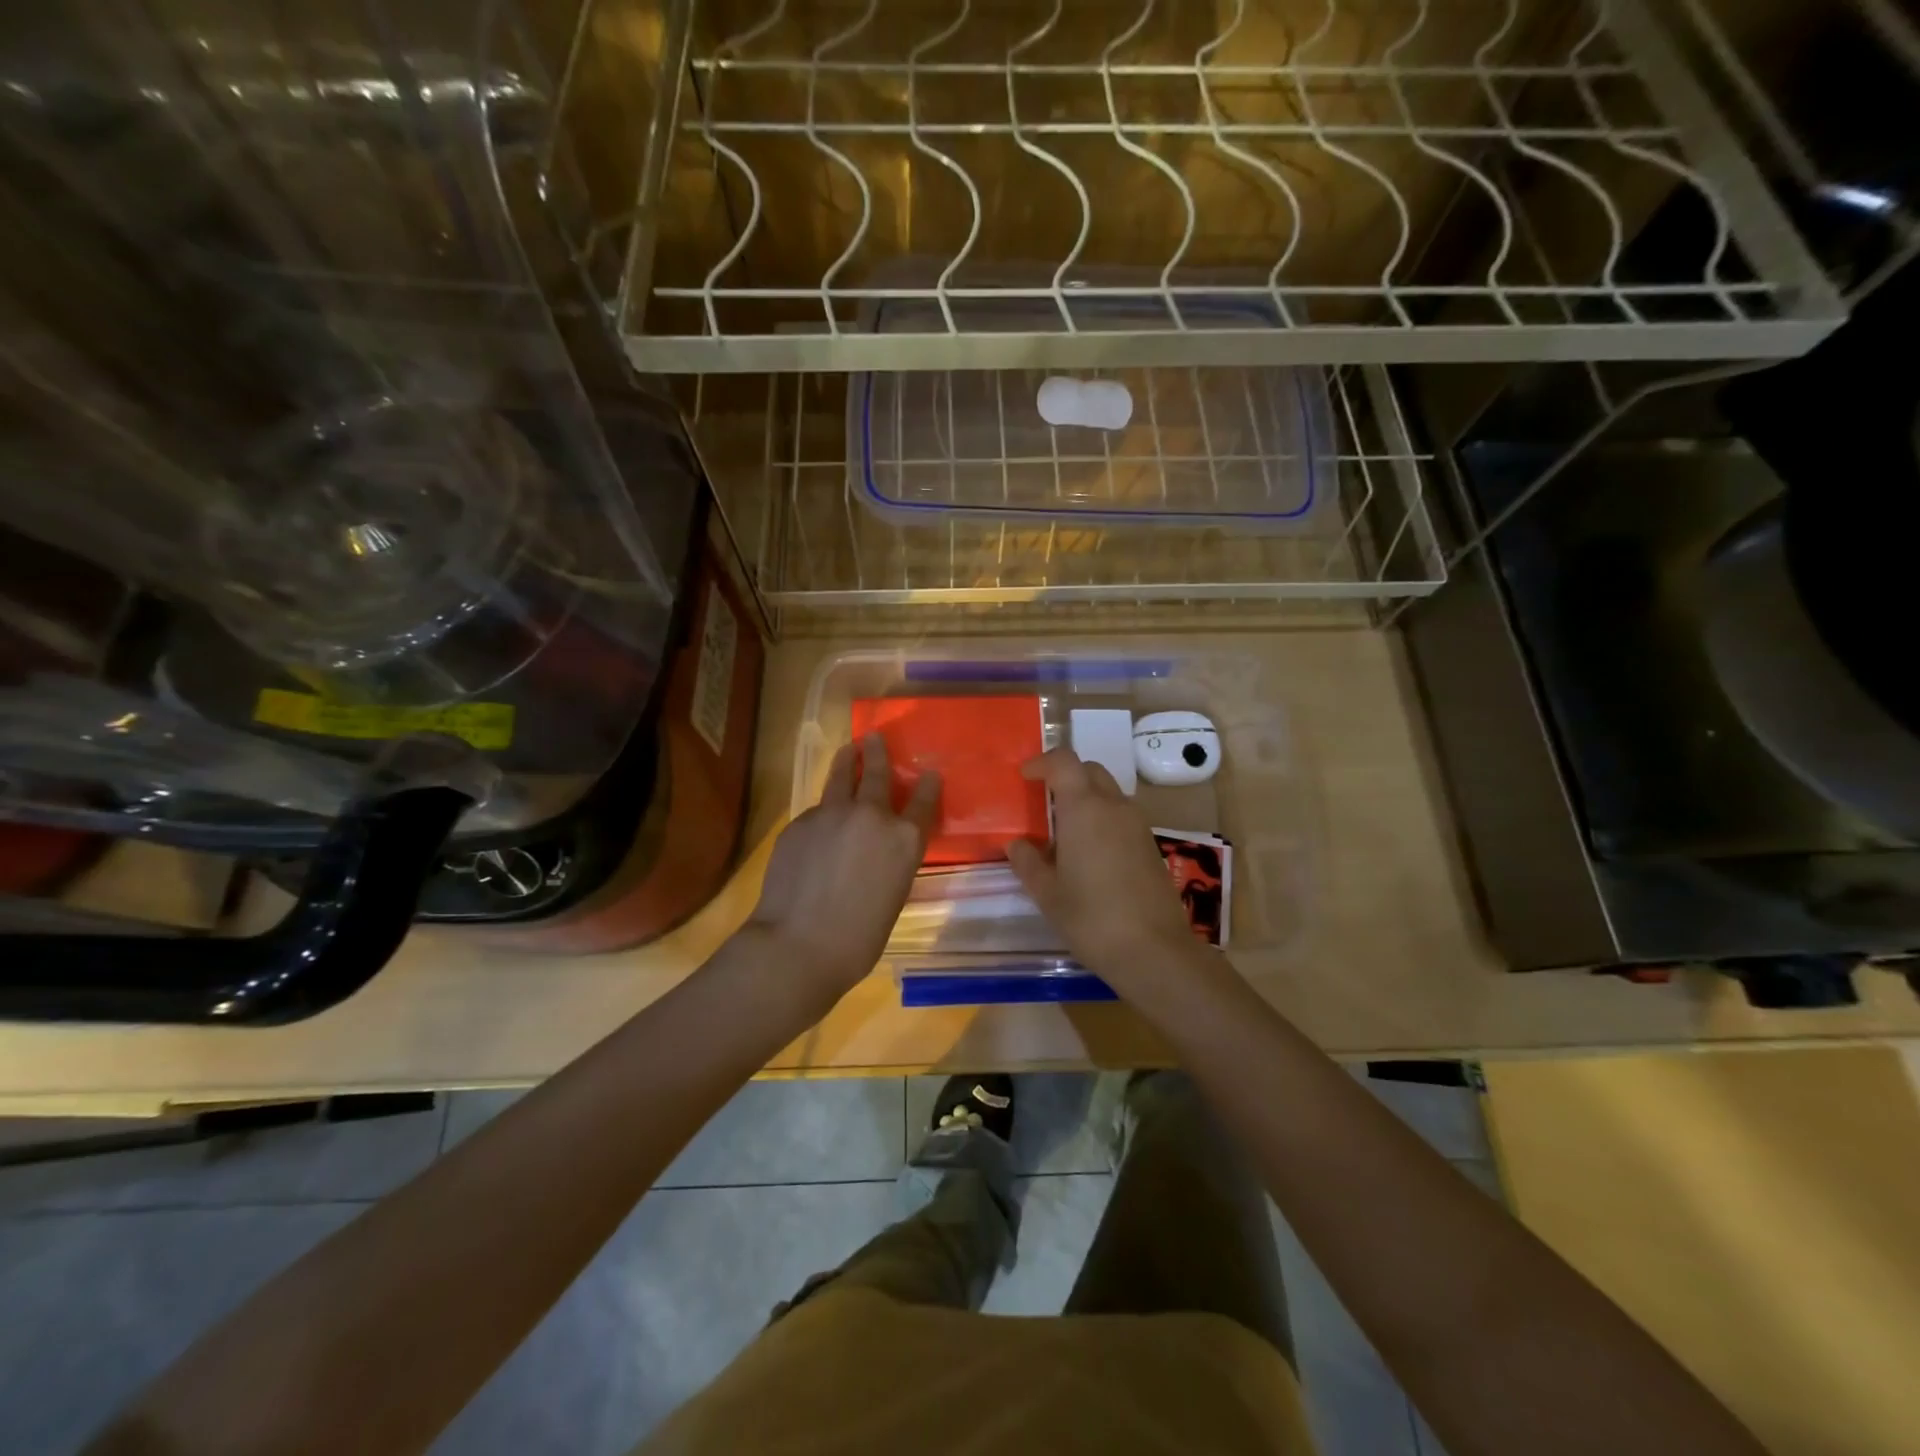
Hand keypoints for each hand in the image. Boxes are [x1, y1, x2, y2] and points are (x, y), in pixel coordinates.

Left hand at [746, 732, 939, 999]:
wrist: (799, 943)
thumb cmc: (858, 937)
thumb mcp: (892, 895)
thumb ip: (890, 860)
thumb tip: (877, 849)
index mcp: (903, 839)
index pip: (922, 802)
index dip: (927, 786)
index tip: (928, 773)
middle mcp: (871, 816)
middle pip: (876, 773)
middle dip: (878, 753)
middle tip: (875, 737)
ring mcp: (831, 814)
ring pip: (840, 777)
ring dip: (846, 761)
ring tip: (848, 749)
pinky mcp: (799, 822)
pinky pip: (816, 810)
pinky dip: (823, 810)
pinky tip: (820, 822)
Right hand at [1007, 748, 1202, 995]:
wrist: (1155, 950)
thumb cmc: (1091, 918)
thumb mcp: (1047, 893)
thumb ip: (1028, 862)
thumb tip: (1017, 844)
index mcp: (1084, 808)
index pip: (1064, 761)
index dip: (1042, 762)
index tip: (1025, 777)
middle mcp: (1114, 806)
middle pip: (1089, 770)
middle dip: (1065, 775)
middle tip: (1043, 800)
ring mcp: (1137, 824)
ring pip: (1108, 792)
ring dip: (1085, 797)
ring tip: (1063, 830)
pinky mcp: (1150, 844)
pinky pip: (1121, 815)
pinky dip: (1101, 818)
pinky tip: (1088, 853)